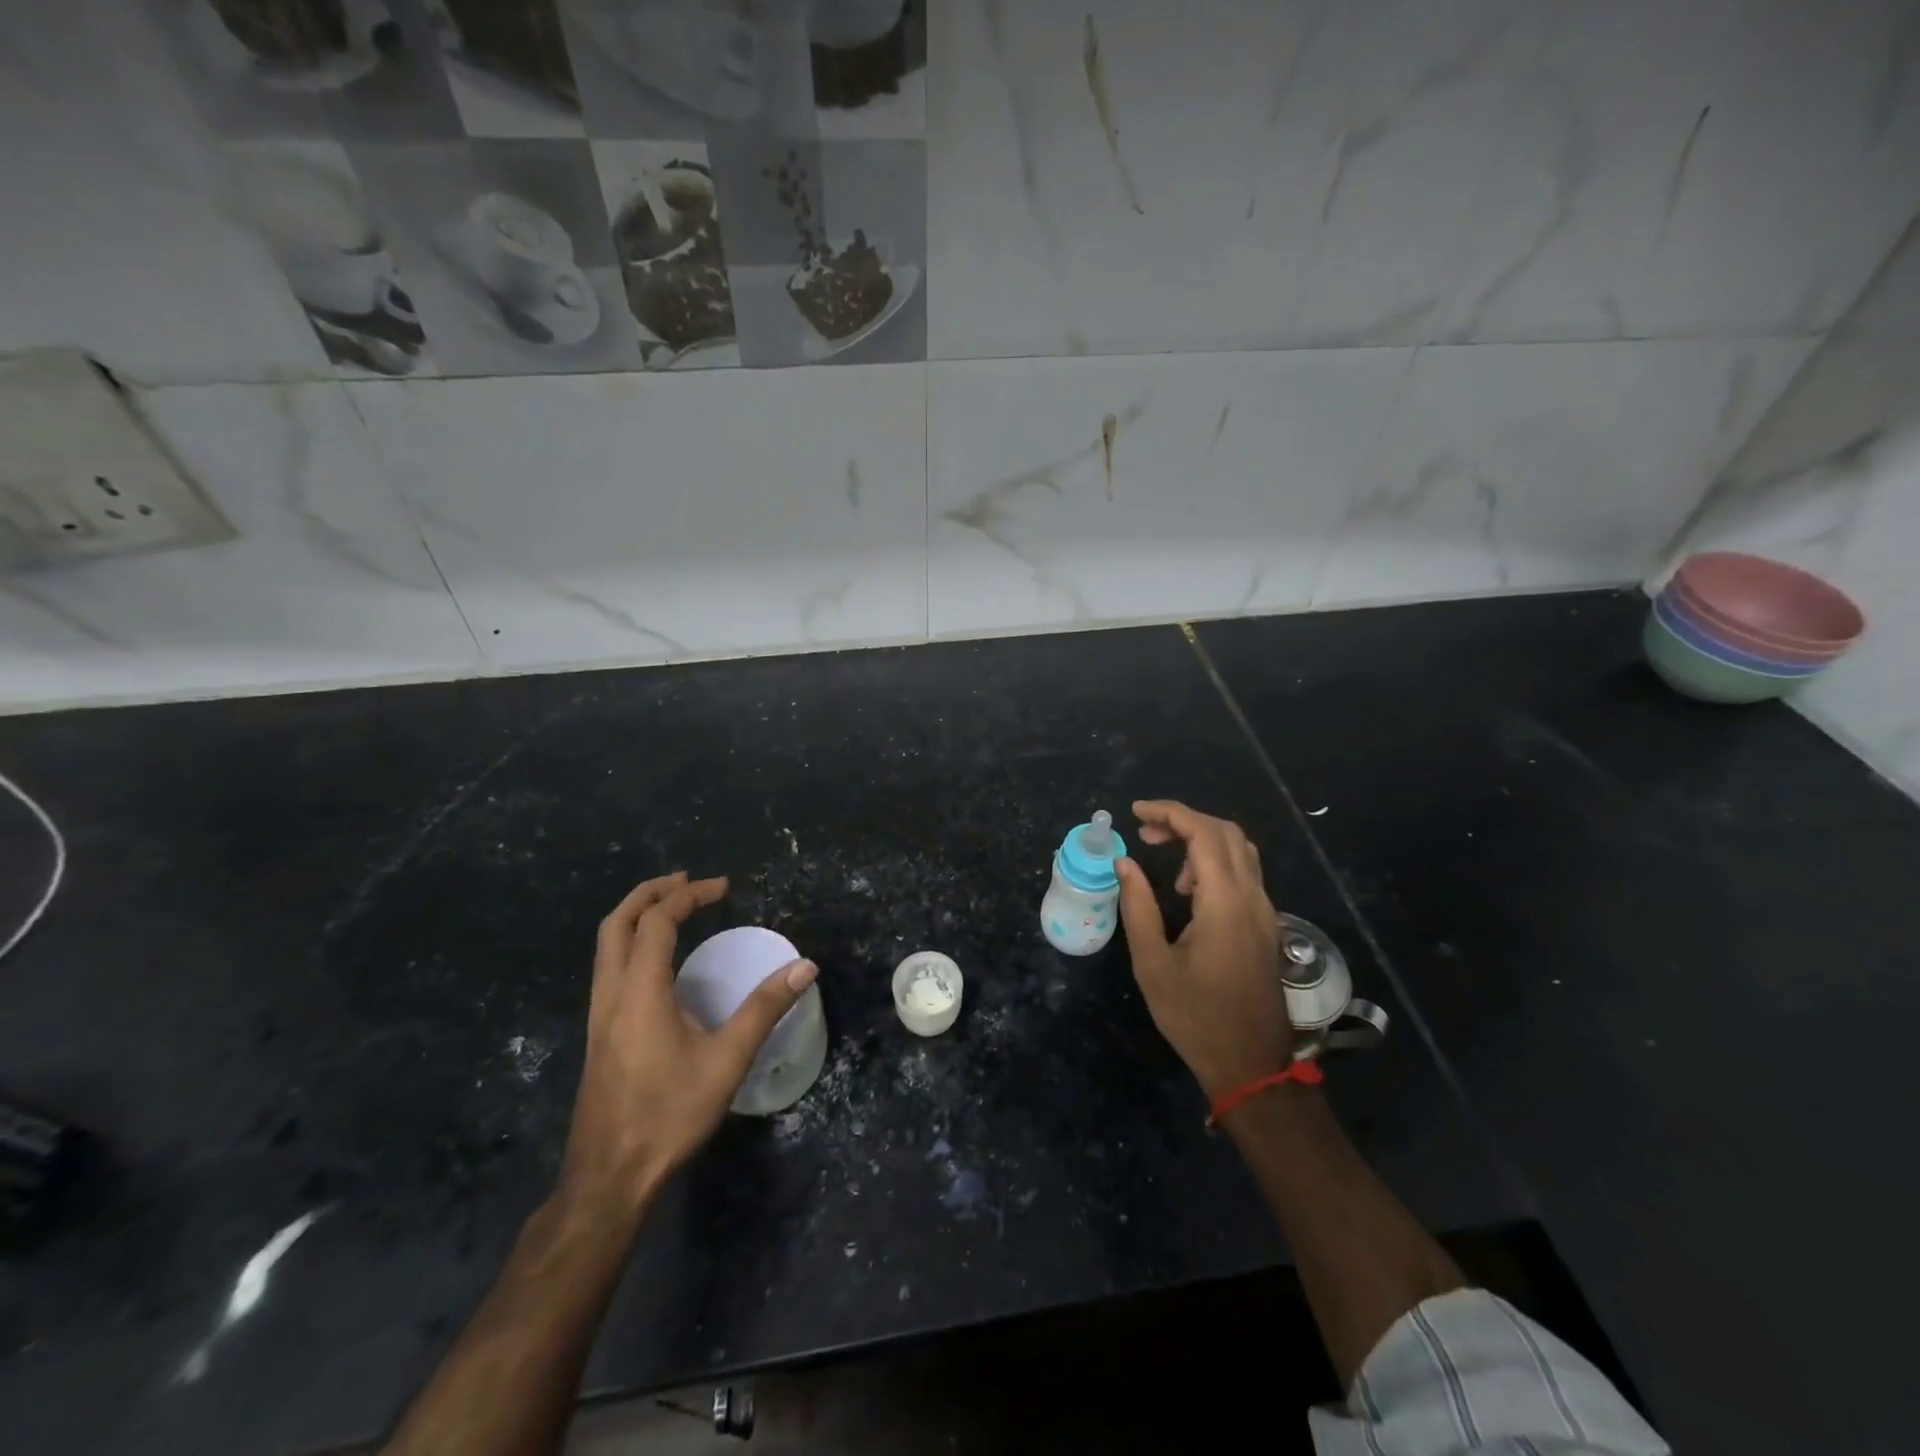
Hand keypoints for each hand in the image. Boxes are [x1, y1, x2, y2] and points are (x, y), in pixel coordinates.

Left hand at [559, 872, 816, 1216]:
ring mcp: (598, 1015)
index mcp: (640, 992)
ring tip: (673, 907)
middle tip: (688, 881)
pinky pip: (609, 967)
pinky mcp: (598, 1033)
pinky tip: (658, 961)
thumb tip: (806, 966)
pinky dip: (632, 942)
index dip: (689, 895)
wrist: (609, 1177)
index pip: (657, 921)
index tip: (723, 887)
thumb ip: (765, 1008)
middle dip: (651, 892)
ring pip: (606, 945)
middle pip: (617, 923)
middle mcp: (611, 994)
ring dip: (637, 915)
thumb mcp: (727, 1060)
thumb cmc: (669, 1114)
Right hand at [1115, 800, 1293, 1097]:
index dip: (1169, 813)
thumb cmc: (1195, 1017)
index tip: (1136, 813)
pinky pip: (1245, 873)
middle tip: (1145, 832)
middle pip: (1226, 833)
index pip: (1203, 834)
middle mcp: (1252, 898)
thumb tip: (1125, 863)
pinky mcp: (1267, 925)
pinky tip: (1189, 890)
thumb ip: (1138, 906)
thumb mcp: (1153, 963)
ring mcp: (1265, 911)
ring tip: (1163, 860)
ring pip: (1240, 850)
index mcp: (1225, 903)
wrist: (1251, 1065)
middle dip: (1184, 821)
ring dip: (1202, 840)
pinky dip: (1215, 862)